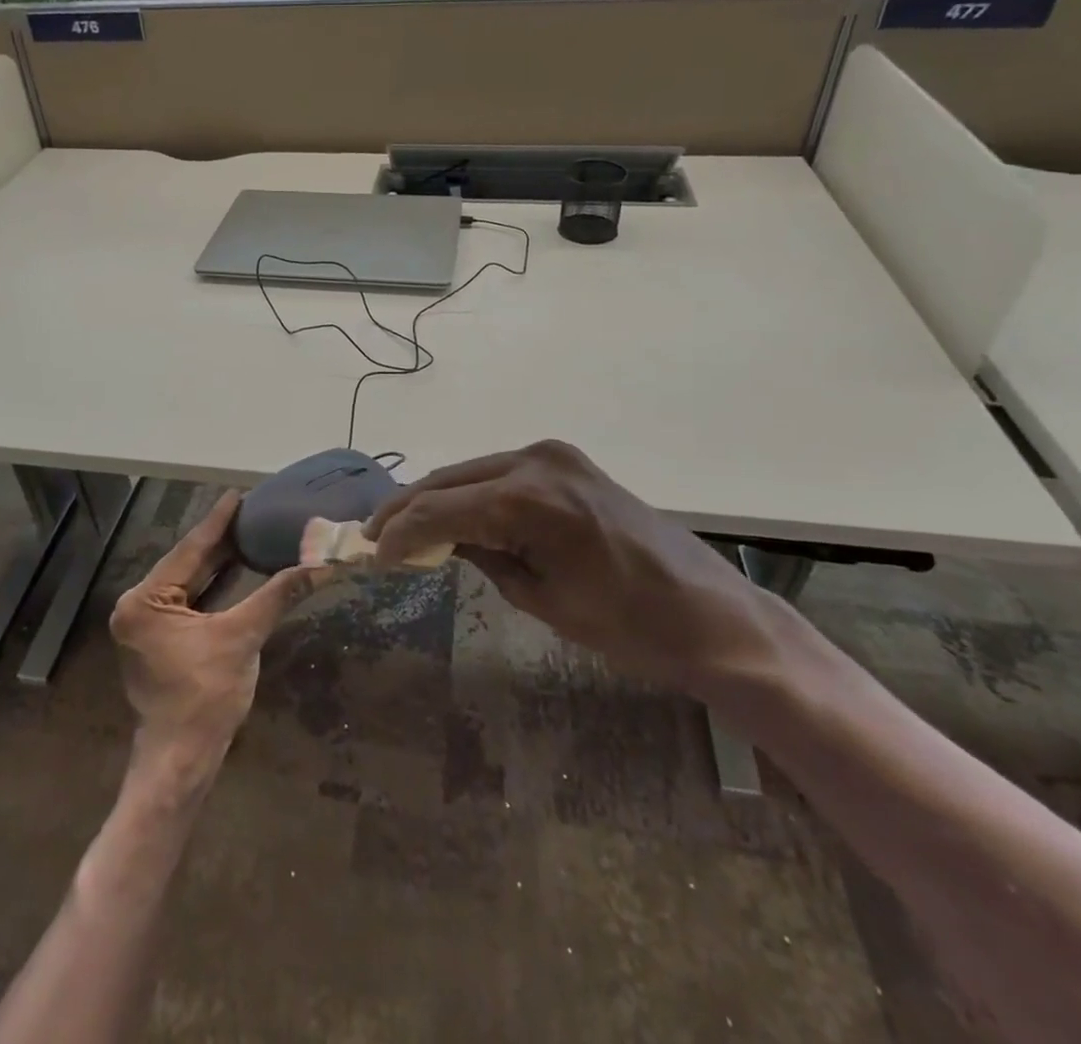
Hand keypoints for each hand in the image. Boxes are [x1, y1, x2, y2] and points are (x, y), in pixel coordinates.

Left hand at [110, 493, 327, 759]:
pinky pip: (190, 602)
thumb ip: (277, 595)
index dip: (218, 522)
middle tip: (252, 511)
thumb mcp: (242, 638)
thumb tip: (320, 565)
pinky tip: (240, 569)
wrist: (181, 762)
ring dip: (219, 563)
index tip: (238, 494)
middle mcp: (138, 606)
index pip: (189, 550)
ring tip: (250, 532)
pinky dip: (214, 588)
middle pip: (188, 564)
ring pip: (190, 584)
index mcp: (146, 600)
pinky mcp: (160, 641)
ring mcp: (147, 625)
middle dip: (221, 540)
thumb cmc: (205, 697)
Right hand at [366, 441, 773, 693]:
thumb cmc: (627, 625)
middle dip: (407, 509)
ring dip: (437, 498)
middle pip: (447, 480)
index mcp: (526, 499)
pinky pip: (500, 472)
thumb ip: (482, 556)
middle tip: (374, 538)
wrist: (709, 613)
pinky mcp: (566, 461)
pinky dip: (472, 493)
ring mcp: (553, 455)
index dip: (398, 533)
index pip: (438, 509)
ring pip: (470, 471)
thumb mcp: (541, 598)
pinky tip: (455, 515)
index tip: (372, 558)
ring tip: (405, 529)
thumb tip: (440, 540)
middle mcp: (534, 460)